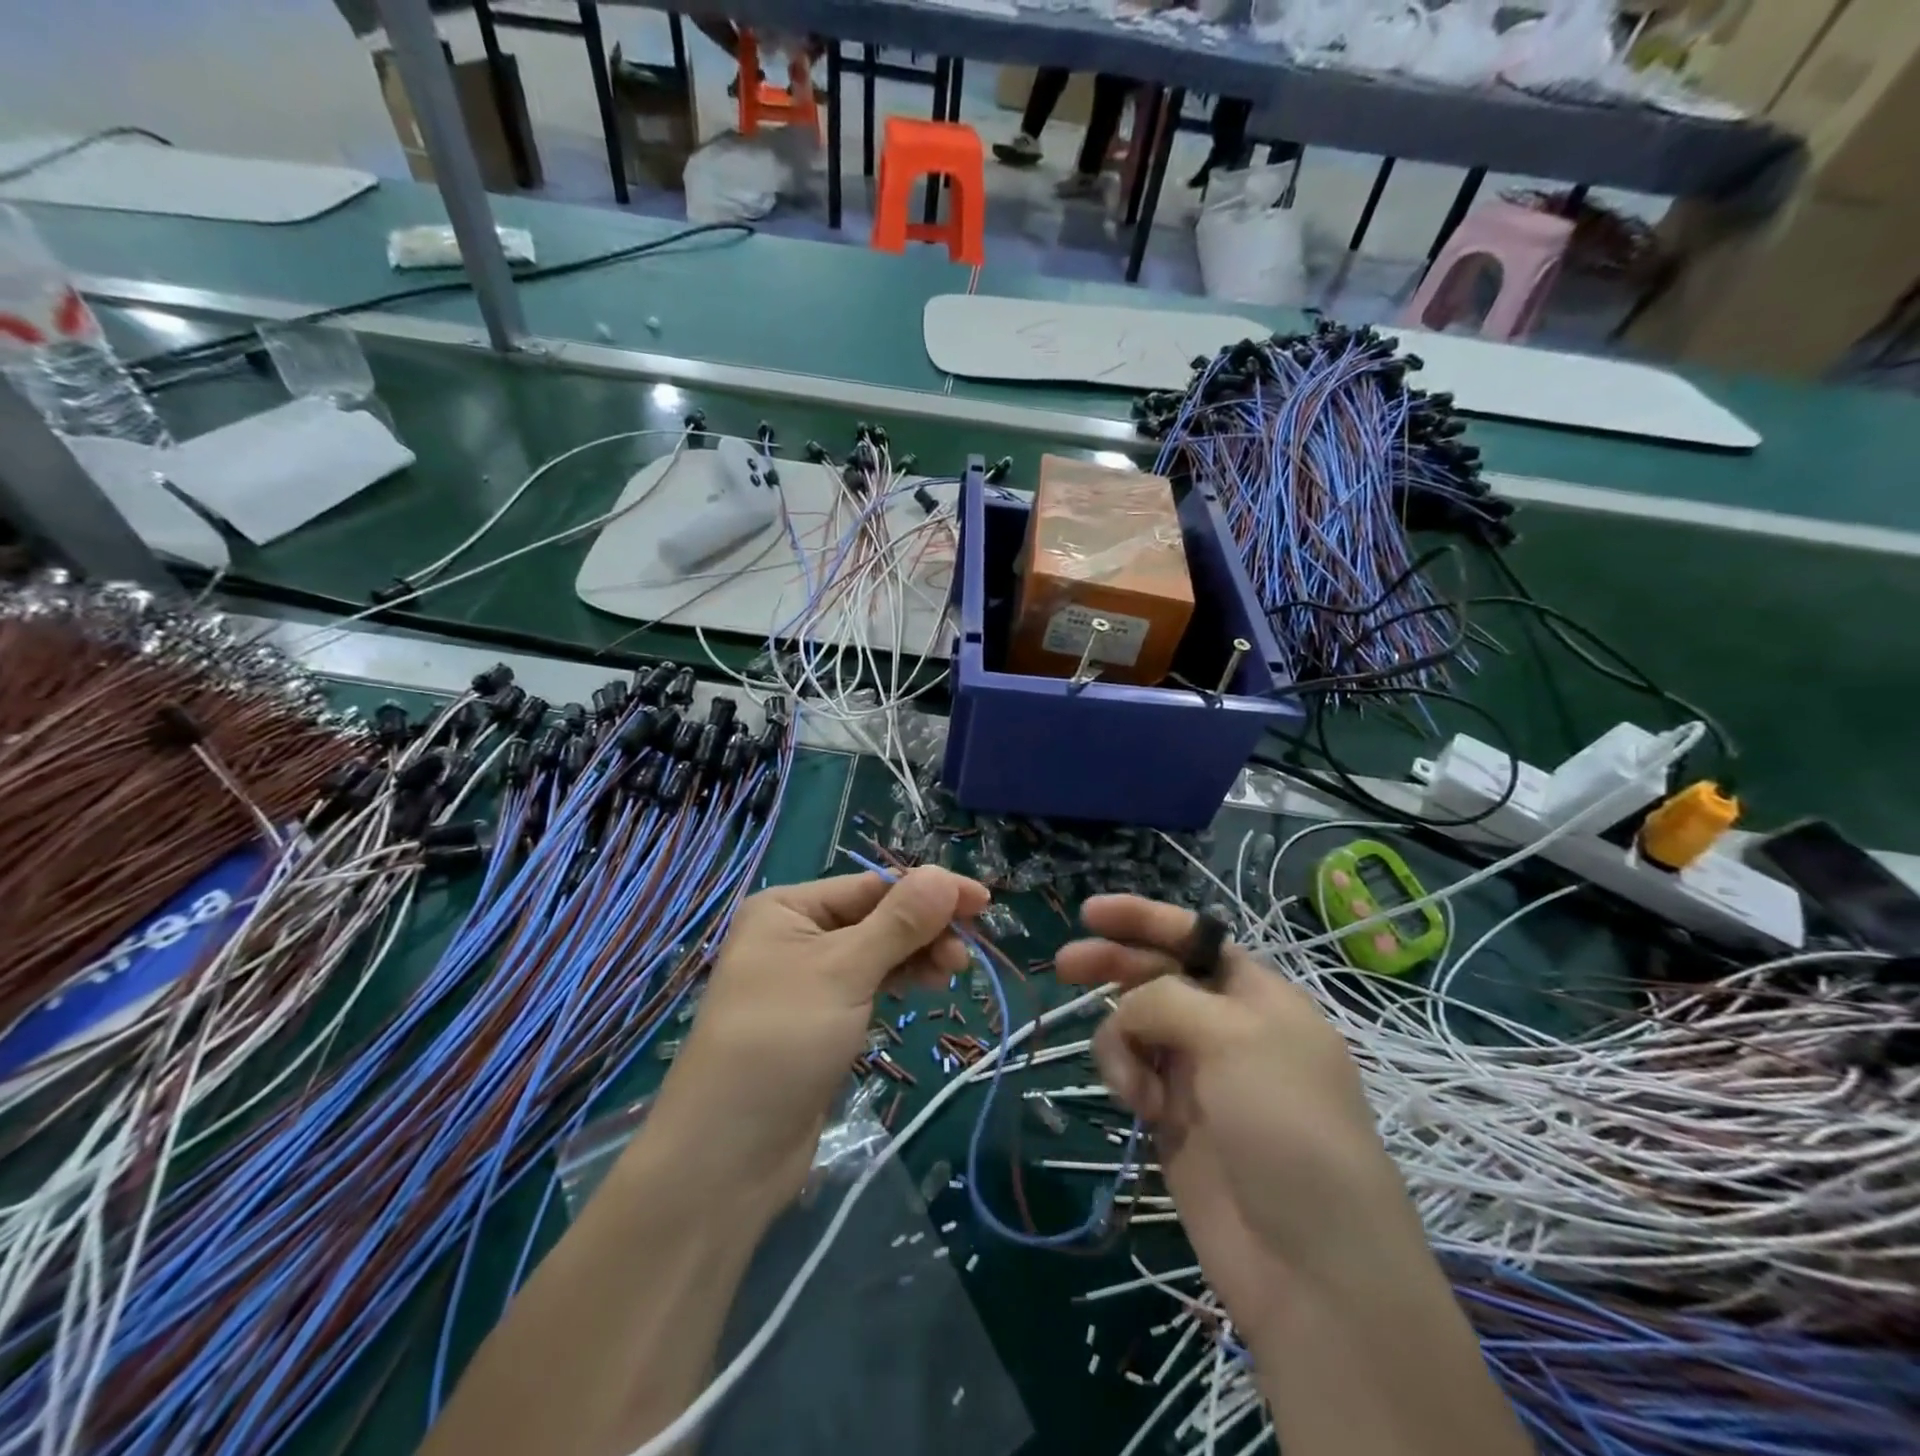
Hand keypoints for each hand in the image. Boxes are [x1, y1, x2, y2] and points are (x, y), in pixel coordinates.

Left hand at [644, 868, 988, 1215]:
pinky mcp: (822, 1017)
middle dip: (924, 928)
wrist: (728, 1155)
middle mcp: (795, 934)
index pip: (872, 885)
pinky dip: (900, 979)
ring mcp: (808, 978)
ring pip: (877, 951)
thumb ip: (898, 923)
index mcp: (788, 907)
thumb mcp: (844, 972)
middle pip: (876, 916)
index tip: (983, 901)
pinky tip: (927, 985)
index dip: (929, 891)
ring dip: (917, 955)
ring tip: (954, 973)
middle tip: (966, 953)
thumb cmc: (781, 1042)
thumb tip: (944, 876)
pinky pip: (870, 983)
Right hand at [1056, 895, 1427, 1348]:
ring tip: (1129, 1084)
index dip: (1143, 918)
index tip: (1090, 912)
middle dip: (1112, 965)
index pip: (1192, 937)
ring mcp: (1196, 1072)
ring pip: (1134, 1024)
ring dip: (1119, 1039)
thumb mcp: (1235, 1037)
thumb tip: (1126, 1009)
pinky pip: (1129, 1070)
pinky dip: (1122, 1076)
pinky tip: (1135, 1107)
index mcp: (1256, 994)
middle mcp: (1224, 1025)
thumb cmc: (1285, 1125)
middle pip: (1156, 975)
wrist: (1310, 1266)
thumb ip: (1167, 999)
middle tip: (1064, 967)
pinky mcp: (1171, 1117)